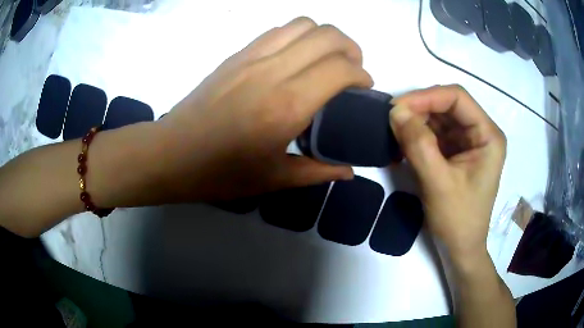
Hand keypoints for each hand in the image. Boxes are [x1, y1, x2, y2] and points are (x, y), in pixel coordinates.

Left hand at [154, 17, 372, 200]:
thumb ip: (319, 171)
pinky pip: (277, 31)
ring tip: (327, 59)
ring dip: (325, 37)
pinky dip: (298, 36)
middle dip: (351, 48)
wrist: (172, 153)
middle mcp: (273, 71)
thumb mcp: (275, 179)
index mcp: (287, 106)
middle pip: (327, 35)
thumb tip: (350, 171)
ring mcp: (251, 57)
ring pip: (302, 24)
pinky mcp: (236, 54)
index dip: (361, 74)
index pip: (340, 69)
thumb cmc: (221, 172)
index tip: (364, 88)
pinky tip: (296, 59)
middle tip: (352, 70)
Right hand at [389, 85, 506, 261]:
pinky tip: (402, 144)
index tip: (397, 107)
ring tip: (394, 133)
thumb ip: (419, 145)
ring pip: (438, 118)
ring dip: (415, 122)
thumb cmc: (458, 220)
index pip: (457, 98)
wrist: (460, 248)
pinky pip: (434, 133)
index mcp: (488, 136)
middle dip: (419, 110)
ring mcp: (467, 142)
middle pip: (447, 105)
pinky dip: (417, 135)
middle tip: (391, 121)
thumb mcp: (438, 183)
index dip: (427, 96)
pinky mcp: (455, 152)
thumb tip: (396, 111)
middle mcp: (480, 132)